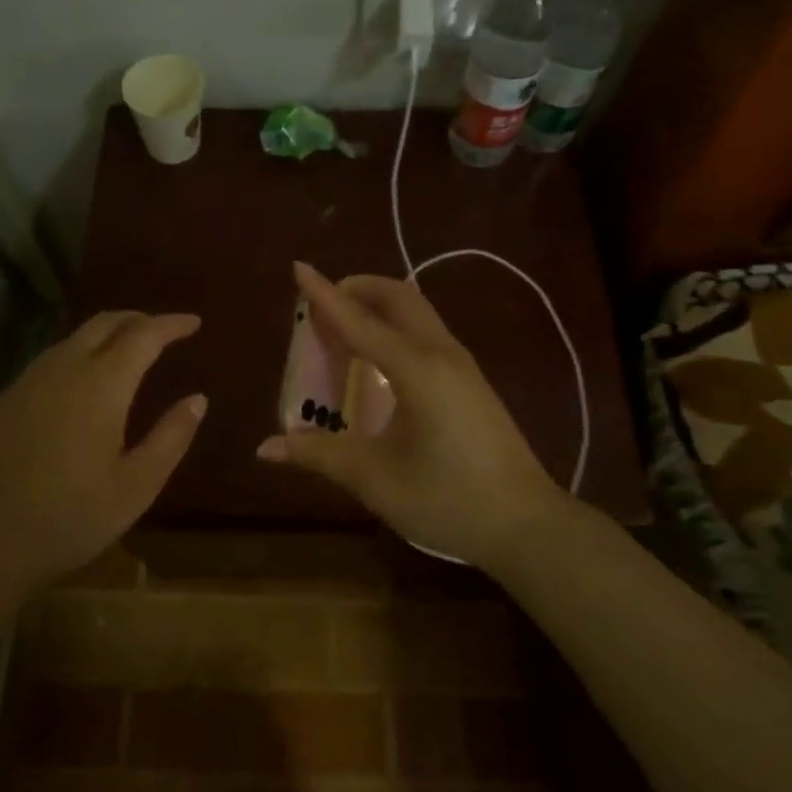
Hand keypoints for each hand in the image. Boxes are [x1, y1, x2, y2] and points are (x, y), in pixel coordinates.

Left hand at [0, 311, 205, 599]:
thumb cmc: (66, 519)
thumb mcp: (135, 487)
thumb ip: (171, 437)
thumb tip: (197, 399)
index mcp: (101, 384)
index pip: (144, 334)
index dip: (172, 324)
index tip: (194, 322)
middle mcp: (62, 369)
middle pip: (105, 323)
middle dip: (138, 319)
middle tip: (163, 330)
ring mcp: (25, 382)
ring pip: (72, 339)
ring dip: (106, 335)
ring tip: (126, 352)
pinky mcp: (1, 402)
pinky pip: (48, 362)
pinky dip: (77, 356)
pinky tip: (79, 386)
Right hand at [257, 263, 565, 568]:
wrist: (525, 523)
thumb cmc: (448, 498)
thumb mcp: (376, 478)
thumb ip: (320, 454)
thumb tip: (265, 447)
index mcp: (417, 368)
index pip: (359, 321)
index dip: (325, 296)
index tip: (299, 268)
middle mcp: (441, 353)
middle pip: (398, 297)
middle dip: (358, 289)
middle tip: (322, 307)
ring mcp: (462, 364)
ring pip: (417, 311)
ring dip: (378, 306)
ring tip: (345, 328)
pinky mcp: (471, 380)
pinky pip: (427, 332)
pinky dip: (396, 326)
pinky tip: (379, 360)